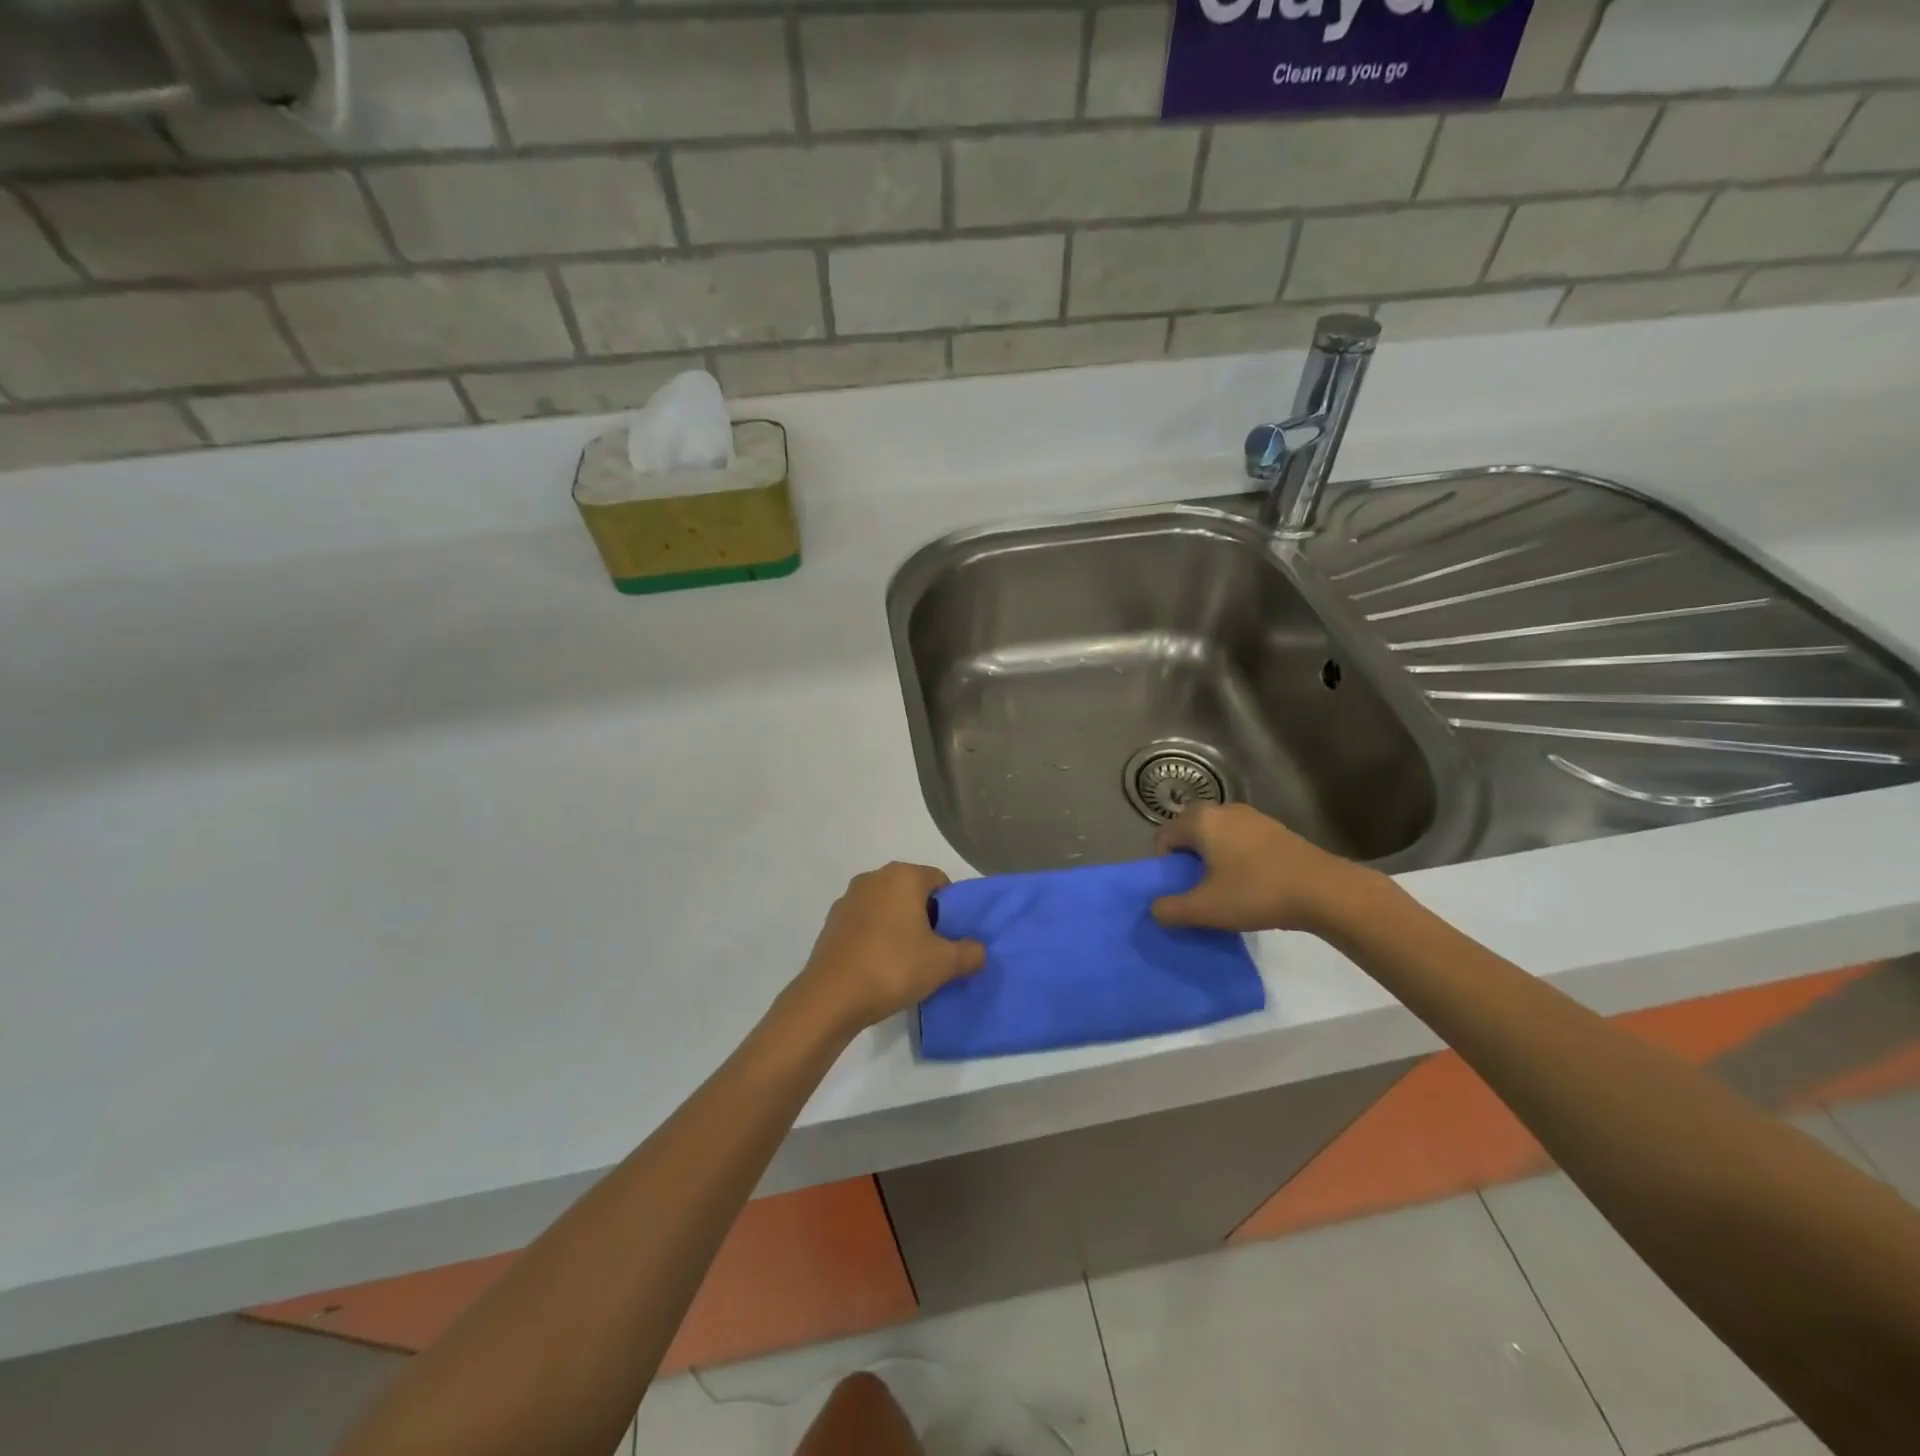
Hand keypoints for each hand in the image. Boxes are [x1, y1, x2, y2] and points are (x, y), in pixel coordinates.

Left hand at [794, 863, 985, 1033]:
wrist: (831, 997)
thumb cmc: (893, 967)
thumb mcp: (943, 964)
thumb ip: (969, 953)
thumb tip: (978, 950)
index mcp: (903, 876)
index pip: (940, 881)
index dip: (951, 909)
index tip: (950, 938)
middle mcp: (874, 877)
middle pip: (912, 892)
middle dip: (925, 917)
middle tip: (932, 951)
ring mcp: (848, 898)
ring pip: (886, 907)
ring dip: (898, 927)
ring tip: (905, 962)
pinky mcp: (831, 922)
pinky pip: (865, 922)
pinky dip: (875, 936)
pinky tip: (878, 966)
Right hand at [1151, 804, 1379, 934]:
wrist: (1325, 891)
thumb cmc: (1257, 893)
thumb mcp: (1206, 909)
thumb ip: (1171, 910)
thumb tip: (1155, 909)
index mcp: (1202, 821)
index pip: (1164, 835)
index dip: (1163, 864)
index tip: (1177, 889)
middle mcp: (1224, 809)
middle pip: (1190, 832)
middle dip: (1187, 860)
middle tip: (1197, 889)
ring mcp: (1253, 817)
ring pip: (1217, 835)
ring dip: (1213, 859)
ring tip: (1225, 889)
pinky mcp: (1276, 829)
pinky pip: (1241, 839)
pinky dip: (1237, 858)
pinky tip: (1252, 884)